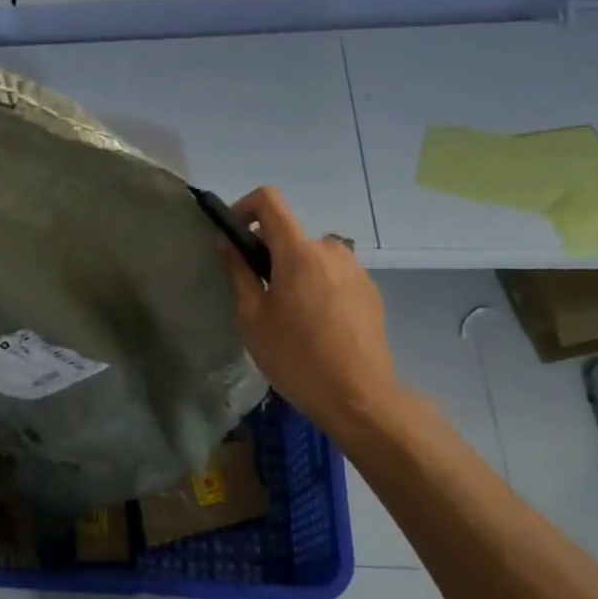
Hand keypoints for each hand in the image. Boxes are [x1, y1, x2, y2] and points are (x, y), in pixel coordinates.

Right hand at [220, 186, 409, 437]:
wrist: (359, 398)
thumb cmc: (296, 357)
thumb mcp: (252, 318)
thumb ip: (239, 272)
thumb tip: (227, 241)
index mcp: (299, 251)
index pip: (269, 200)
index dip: (244, 207)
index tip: (233, 236)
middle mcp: (331, 250)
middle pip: (290, 234)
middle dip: (268, 253)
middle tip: (257, 293)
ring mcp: (356, 270)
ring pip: (312, 256)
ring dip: (294, 271)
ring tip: (288, 314)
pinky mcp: (370, 291)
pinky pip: (333, 275)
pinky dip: (317, 286)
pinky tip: (316, 326)